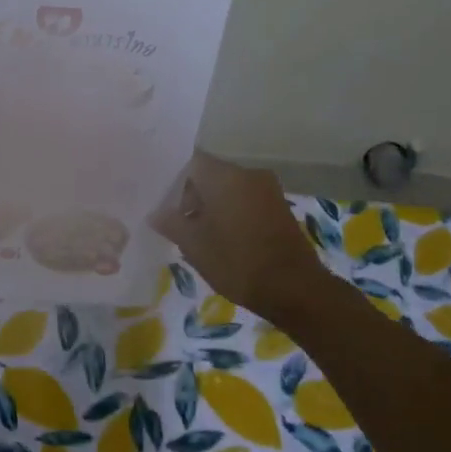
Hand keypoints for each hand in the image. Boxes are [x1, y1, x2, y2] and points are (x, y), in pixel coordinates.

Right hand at [147, 151, 338, 326]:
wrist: (294, 288)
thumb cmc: (237, 262)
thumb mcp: (194, 245)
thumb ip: (171, 222)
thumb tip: (156, 212)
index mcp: (225, 176)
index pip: (189, 163)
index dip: (172, 181)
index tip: (161, 203)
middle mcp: (248, 173)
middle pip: (210, 174)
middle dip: (191, 196)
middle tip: (176, 223)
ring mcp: (267, 189)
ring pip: (228, 189)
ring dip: (211, 206)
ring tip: (197, 235)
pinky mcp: (279, 207)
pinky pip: (245, 200)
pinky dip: (230, 213)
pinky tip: (222, 238)